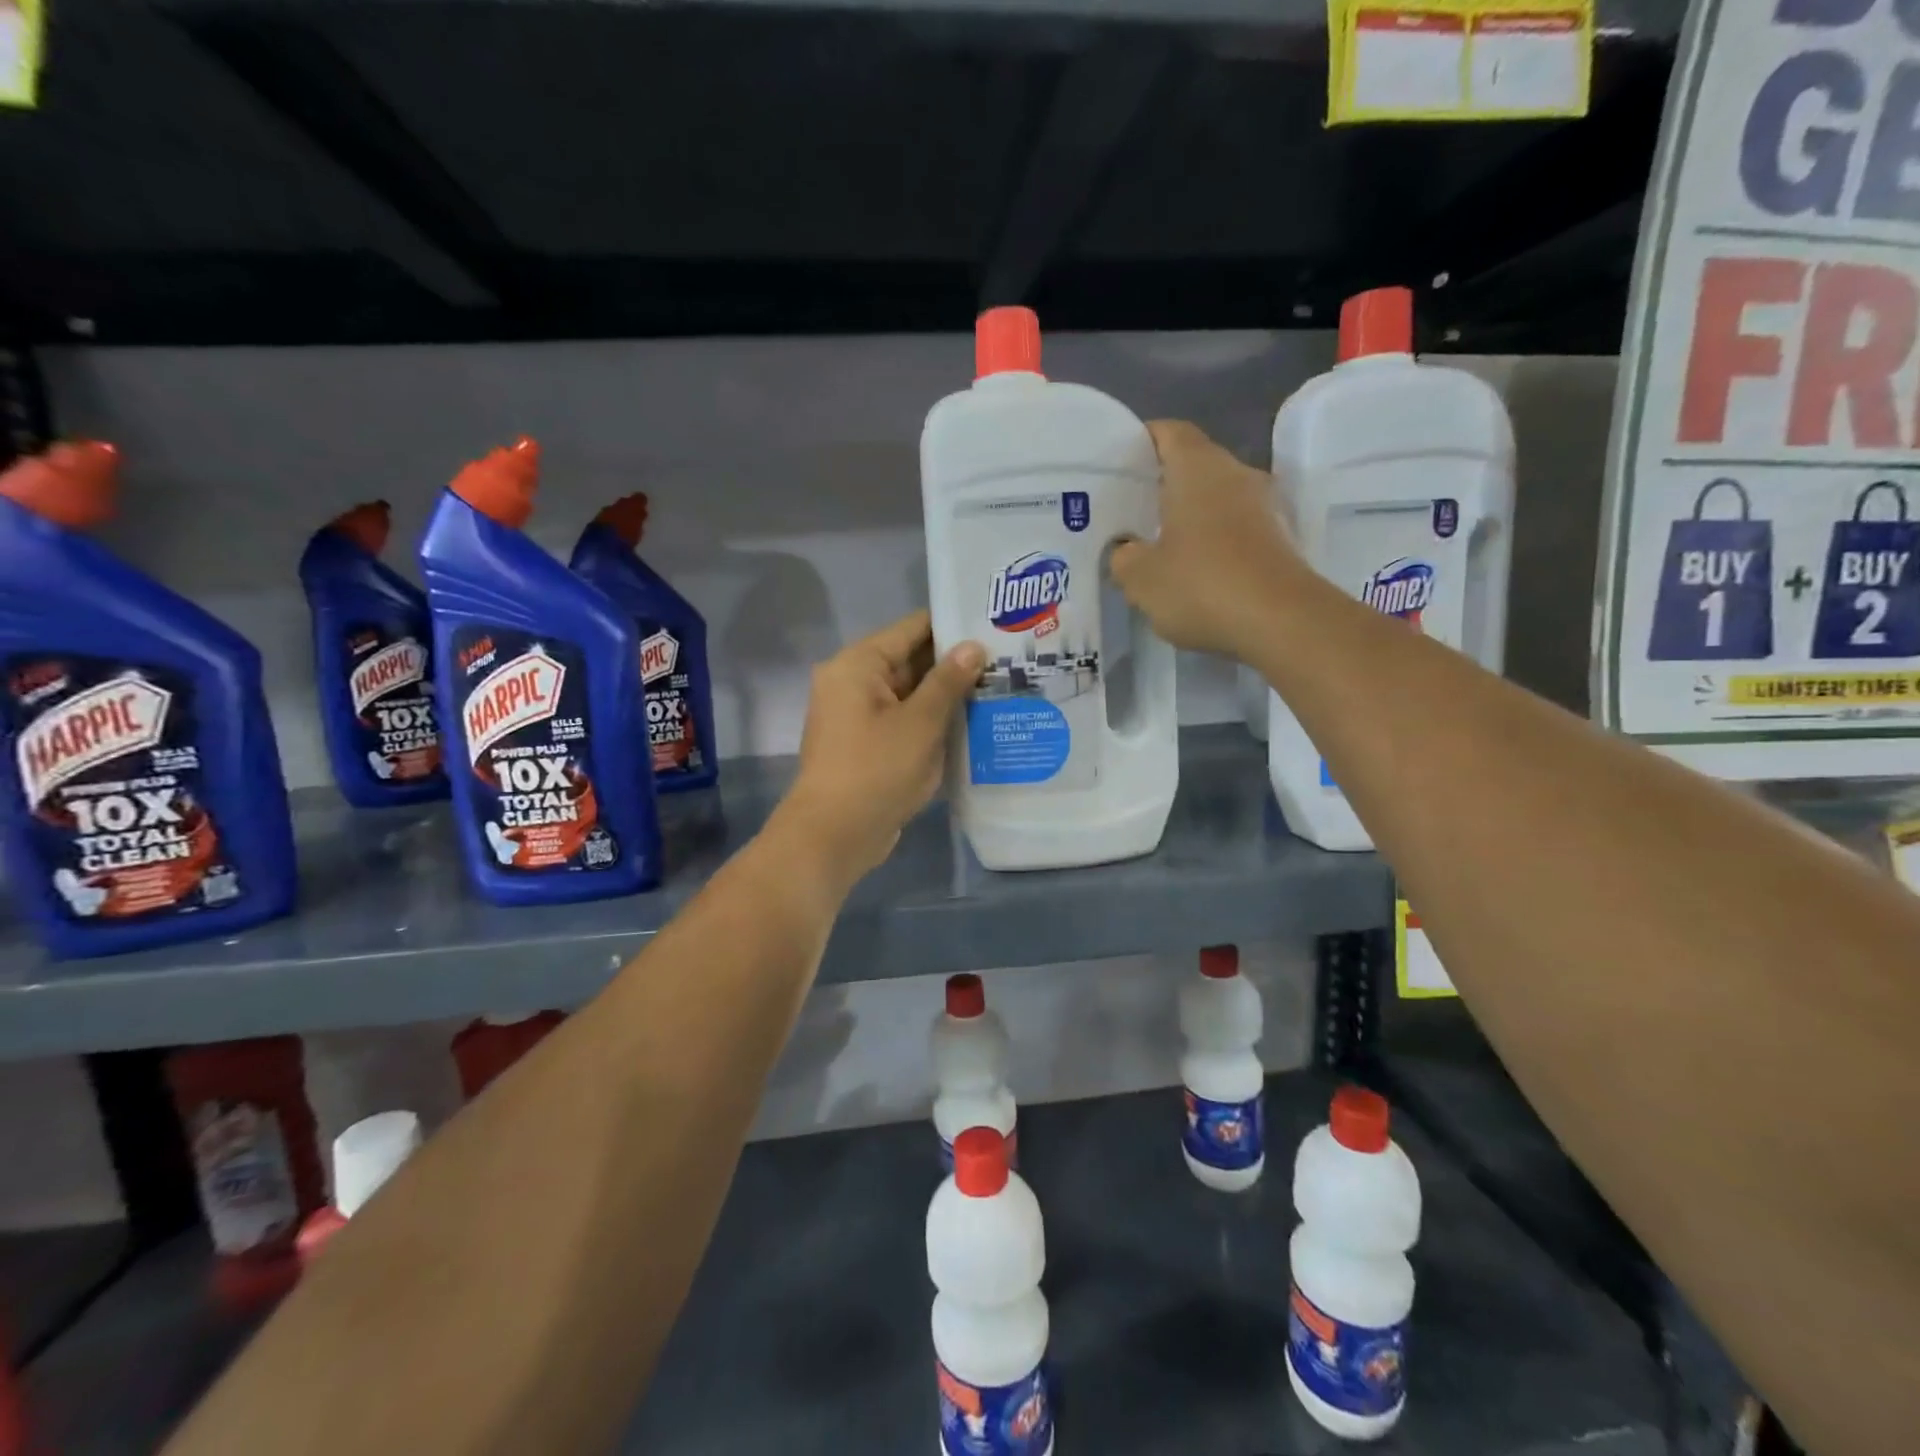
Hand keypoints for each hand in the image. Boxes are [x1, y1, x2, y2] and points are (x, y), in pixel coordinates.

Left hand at [777, 611, 984, 885]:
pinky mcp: (869, 744)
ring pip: (912, 693)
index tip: (994, 624)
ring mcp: (860, 715)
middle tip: (1008, 658)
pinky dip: (933, 720)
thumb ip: (948, 681)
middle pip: (912, 660)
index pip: (912, 628)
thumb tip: (973, 646)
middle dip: (956, 662)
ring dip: (948, 694)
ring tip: (1002, 686)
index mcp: (858, 665)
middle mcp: (854, 682)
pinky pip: (905, 720)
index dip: (953, 624)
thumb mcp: (920, 723)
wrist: (833, 836)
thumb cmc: (875, 771)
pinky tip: (975, 722)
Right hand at [1111, 420, 1302, 661]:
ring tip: (1154, 542)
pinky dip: (1211, 540)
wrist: (1283, 623)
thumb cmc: (1202, 586)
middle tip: (1127, 509)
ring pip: (1215, 498)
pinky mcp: (1277, 540)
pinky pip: (1234, 528)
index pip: (1168, 432)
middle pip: (1193, 465)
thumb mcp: (1141, 578)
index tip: (1118, 462)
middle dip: (1161, 483)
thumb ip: (1124, 557)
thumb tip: (1126, 550)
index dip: (1141, 441)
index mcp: (1198, 468)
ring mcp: (1263, 507)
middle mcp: (1236, 475)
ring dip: (1188, 515)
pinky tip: (1190, 569)